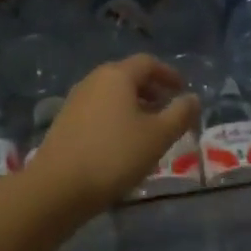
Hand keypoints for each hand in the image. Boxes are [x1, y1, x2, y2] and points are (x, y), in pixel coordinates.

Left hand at [29, 55, 199, 216]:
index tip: (183, 90)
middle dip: (152, 90)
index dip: (169, 74)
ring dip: (134, 105)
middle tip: (168, 110)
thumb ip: (180, 114)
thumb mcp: (158, 136)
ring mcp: (75, 101)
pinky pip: (98, 110)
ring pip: (112, 95)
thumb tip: (192, 98)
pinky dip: (116, 117)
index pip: (148, 63)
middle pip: (128, 76)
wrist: (57, 188)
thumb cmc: (114, 155)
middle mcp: (93, 80)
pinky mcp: (64, 122)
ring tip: (149, 129)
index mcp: (116, 75)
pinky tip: (123, 143)